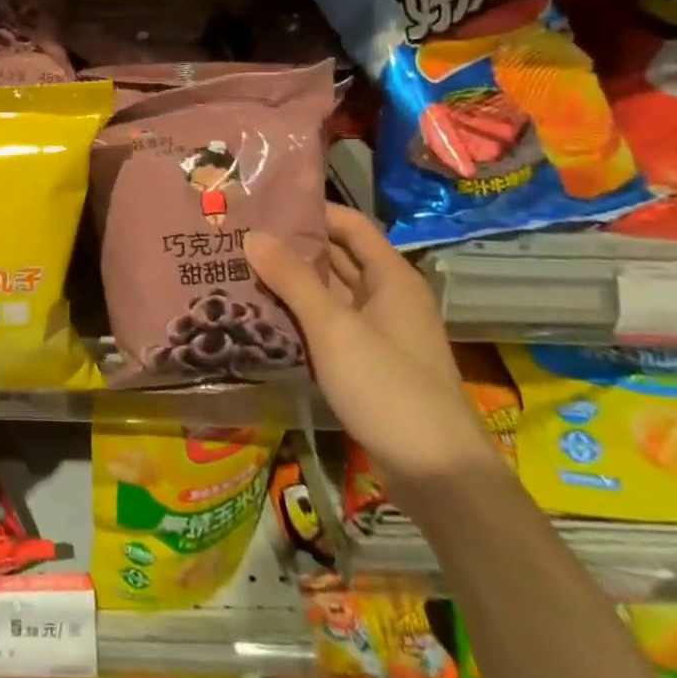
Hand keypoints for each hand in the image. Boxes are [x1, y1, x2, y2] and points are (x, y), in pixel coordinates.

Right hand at [248, 204, 496, 492]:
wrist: (437, 474)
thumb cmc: (388, 387)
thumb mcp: (334, 329)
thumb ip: (292, 280)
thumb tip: (253, 235)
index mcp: (391, 277)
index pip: (349, 225)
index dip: (311, 210)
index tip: (262, 204)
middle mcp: (387, 297)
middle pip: (337, 257)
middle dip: (292, 246)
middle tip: (239, 236)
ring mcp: (378, 333)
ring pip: (329, 294)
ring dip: (291, 282)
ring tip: (239, 268)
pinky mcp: (367, 364)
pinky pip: (328, 326)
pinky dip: (298, 316)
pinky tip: (260, 315)